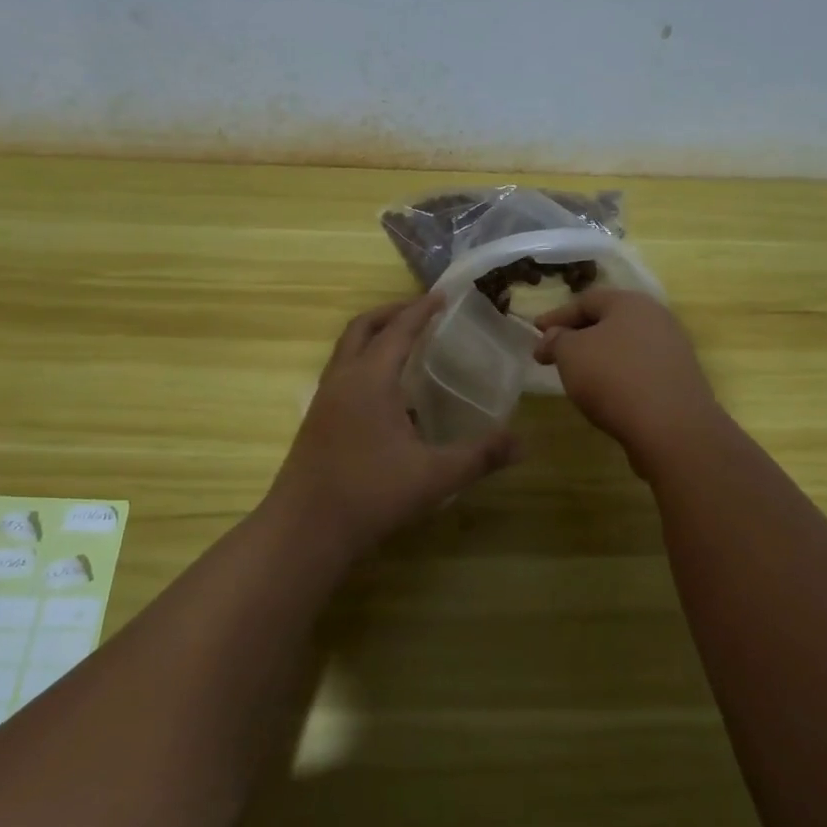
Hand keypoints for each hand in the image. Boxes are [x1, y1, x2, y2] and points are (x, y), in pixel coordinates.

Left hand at [266, 295, 520, 552]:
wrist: (304, 530)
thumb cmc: (370, 495)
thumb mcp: (435, 476)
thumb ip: (480, 456)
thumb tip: (522, 443)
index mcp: (370, 379)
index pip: (398, 330)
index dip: (421, 310)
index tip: (442, 295)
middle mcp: (342, 379)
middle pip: (363, 327)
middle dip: (392, 313)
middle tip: (422, 313)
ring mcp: (324, 399)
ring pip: (347, 349)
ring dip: (374, 336)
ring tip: (405, 346)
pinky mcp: (317, 420)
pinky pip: (342, 372)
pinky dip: (364, 363)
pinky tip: (387, 394)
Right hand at [533, 289, 725, 464]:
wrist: (672, 427)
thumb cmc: (614, 378)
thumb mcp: (571, 354)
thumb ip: (556, 340)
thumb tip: (553, 337)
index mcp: (630, 302)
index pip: (585, 300)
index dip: (556, 316)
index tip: (535, 332)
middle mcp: (656, 318)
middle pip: (608, 321)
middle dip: (578, 335)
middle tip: (554, 353)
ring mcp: (672, 350)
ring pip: (625, 346)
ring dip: (598, 357)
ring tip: (577, 376)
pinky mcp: (679, 380)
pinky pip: (639, 369)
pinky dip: (618, 376)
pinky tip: (606, 394)